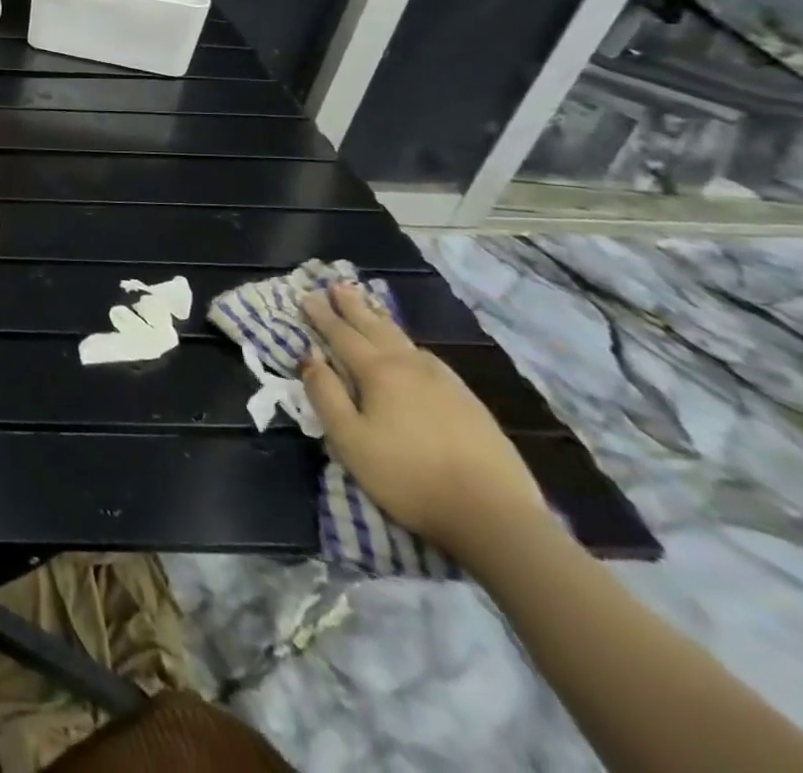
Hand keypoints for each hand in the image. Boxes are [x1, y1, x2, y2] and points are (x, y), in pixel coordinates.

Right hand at [301, 282, 549, 560]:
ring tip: (370, 309)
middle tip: (338, 285)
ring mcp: (446, 383)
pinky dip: (410, 345)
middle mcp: (411, 367)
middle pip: (376, 328)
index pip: (342, 335)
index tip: (307, 296)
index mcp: (378, 373)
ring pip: (405, 341)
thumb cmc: (408, 476)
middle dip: (354, 307)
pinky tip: (414, 352)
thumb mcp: (350, 439)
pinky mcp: (470, 403)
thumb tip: (309, 356)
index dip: (322, 316)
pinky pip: (429, 359)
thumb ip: (325, 394)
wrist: (495, 516)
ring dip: (382, 321)